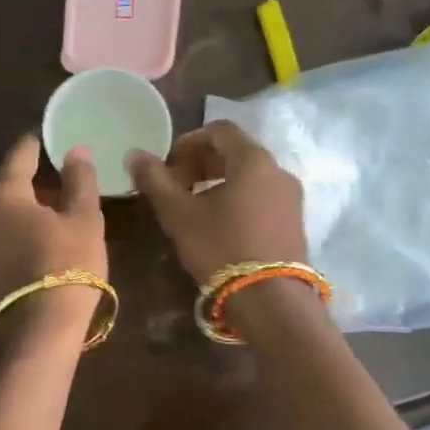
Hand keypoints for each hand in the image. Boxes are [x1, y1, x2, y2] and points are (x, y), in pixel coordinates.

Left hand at [0, 135, 106, 324]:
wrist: (36, 333)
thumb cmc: (66, 266)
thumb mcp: (84, 220)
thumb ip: (79, 181)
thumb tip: (75, 151)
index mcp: (3, 193)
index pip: (20, 155)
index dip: (38, 145)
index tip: (53, 140)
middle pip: (5, 185)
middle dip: (31, 181)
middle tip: (60, 183)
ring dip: (21, 210)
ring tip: (51, 217)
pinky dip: (13, 234)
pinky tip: (35, 245)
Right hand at [127, 121, 307, 283]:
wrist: (271, 300)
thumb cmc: (222, 248)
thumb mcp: (180, 214)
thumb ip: (155, 180)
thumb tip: (134, 154)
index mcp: (253, 159)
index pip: (220, 130)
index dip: (189, 142)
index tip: (169, 166)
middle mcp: (278, 170)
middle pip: (236, 152)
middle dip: (203, 163)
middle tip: (179, 187)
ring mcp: (292, 198)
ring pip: (250, 176)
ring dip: (220, 182)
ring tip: (197, 209)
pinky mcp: (296, 222)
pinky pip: (263, 197)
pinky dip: (239, 199)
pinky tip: (222, 227)